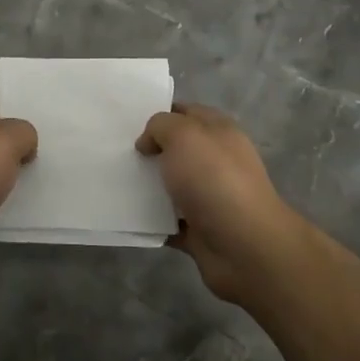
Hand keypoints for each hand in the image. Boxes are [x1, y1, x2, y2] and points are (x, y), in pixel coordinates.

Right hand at [137, 102, 303, 304]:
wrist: (245, 247)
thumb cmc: (215, 180)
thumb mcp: (184, 135)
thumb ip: (160, 126)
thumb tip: (148, 143)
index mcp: (219, 132)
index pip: (186, 113)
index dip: (159, 113)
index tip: (127, 122)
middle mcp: (216, 161)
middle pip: (176, 149)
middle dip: (149, 150)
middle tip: (117, 152)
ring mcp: (209, 197)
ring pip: (171, 185)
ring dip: (147, 186)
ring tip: (114, 182)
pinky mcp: (200, 230)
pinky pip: (168, 220)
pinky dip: (151, 220)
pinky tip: (128, 215)